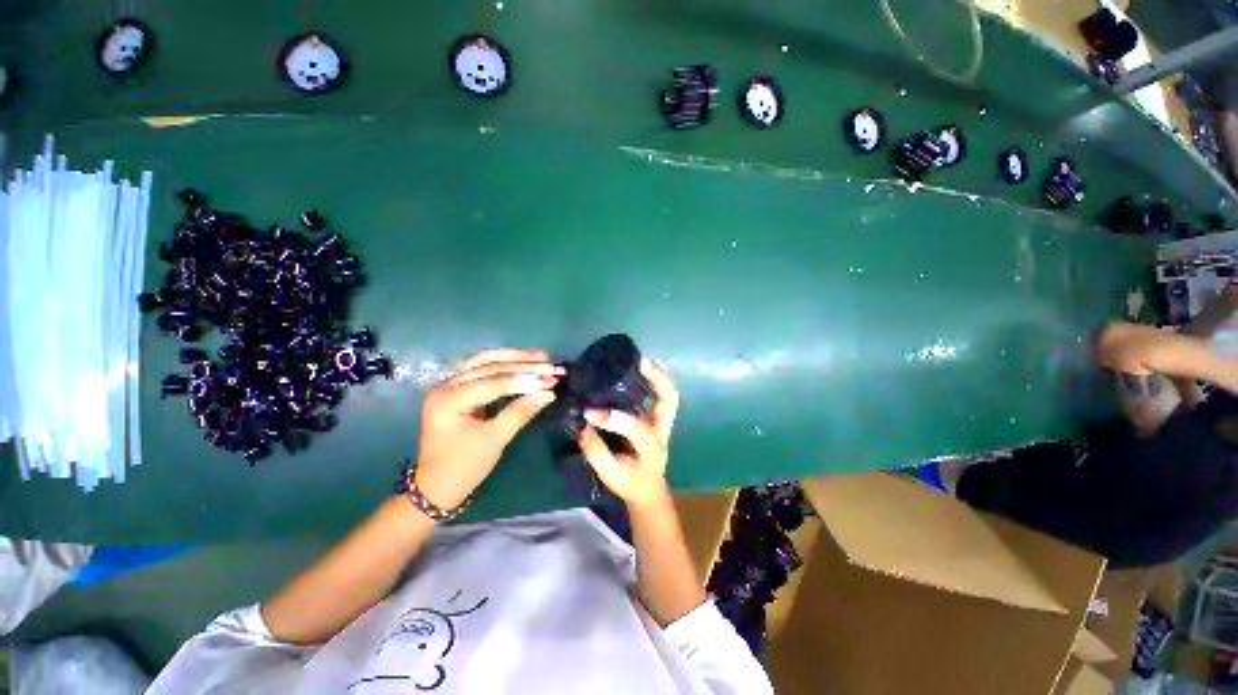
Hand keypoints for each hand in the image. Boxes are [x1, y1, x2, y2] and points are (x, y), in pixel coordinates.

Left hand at [414, 349, 562, 509]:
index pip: (492, 382)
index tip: (551, 378)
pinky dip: (505, 364)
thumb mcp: (495, 440)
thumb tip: (549, 393)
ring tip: (542, 356)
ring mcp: (449, 384)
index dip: (524, 379)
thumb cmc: (465, 466)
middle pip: (489, 366)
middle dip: (523, 364)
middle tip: (551, 364)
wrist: (437, 485)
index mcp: (448, 400)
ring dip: (515, 358)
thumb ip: (521, 412)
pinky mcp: (457, 388)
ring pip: (486, 361)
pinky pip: (483, 368)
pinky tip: (523, 361)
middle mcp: (445, 385)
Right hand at [577, 358, 679, 509]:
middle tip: (639, 362)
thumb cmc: (629, 482)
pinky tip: (642, 369)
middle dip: (657, 379)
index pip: (636, 429)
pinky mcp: (658, 418)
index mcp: (650, 448)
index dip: (613, 418)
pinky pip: (662, 396)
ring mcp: (663, 423)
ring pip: (669, 395)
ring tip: (641, 360)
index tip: (589, 412)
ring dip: (658, 376)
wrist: (648, 490)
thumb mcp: (610, 474)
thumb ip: (595, 450)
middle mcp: (661, 431)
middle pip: (669, 401)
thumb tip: (582, 423)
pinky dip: (656, 381)